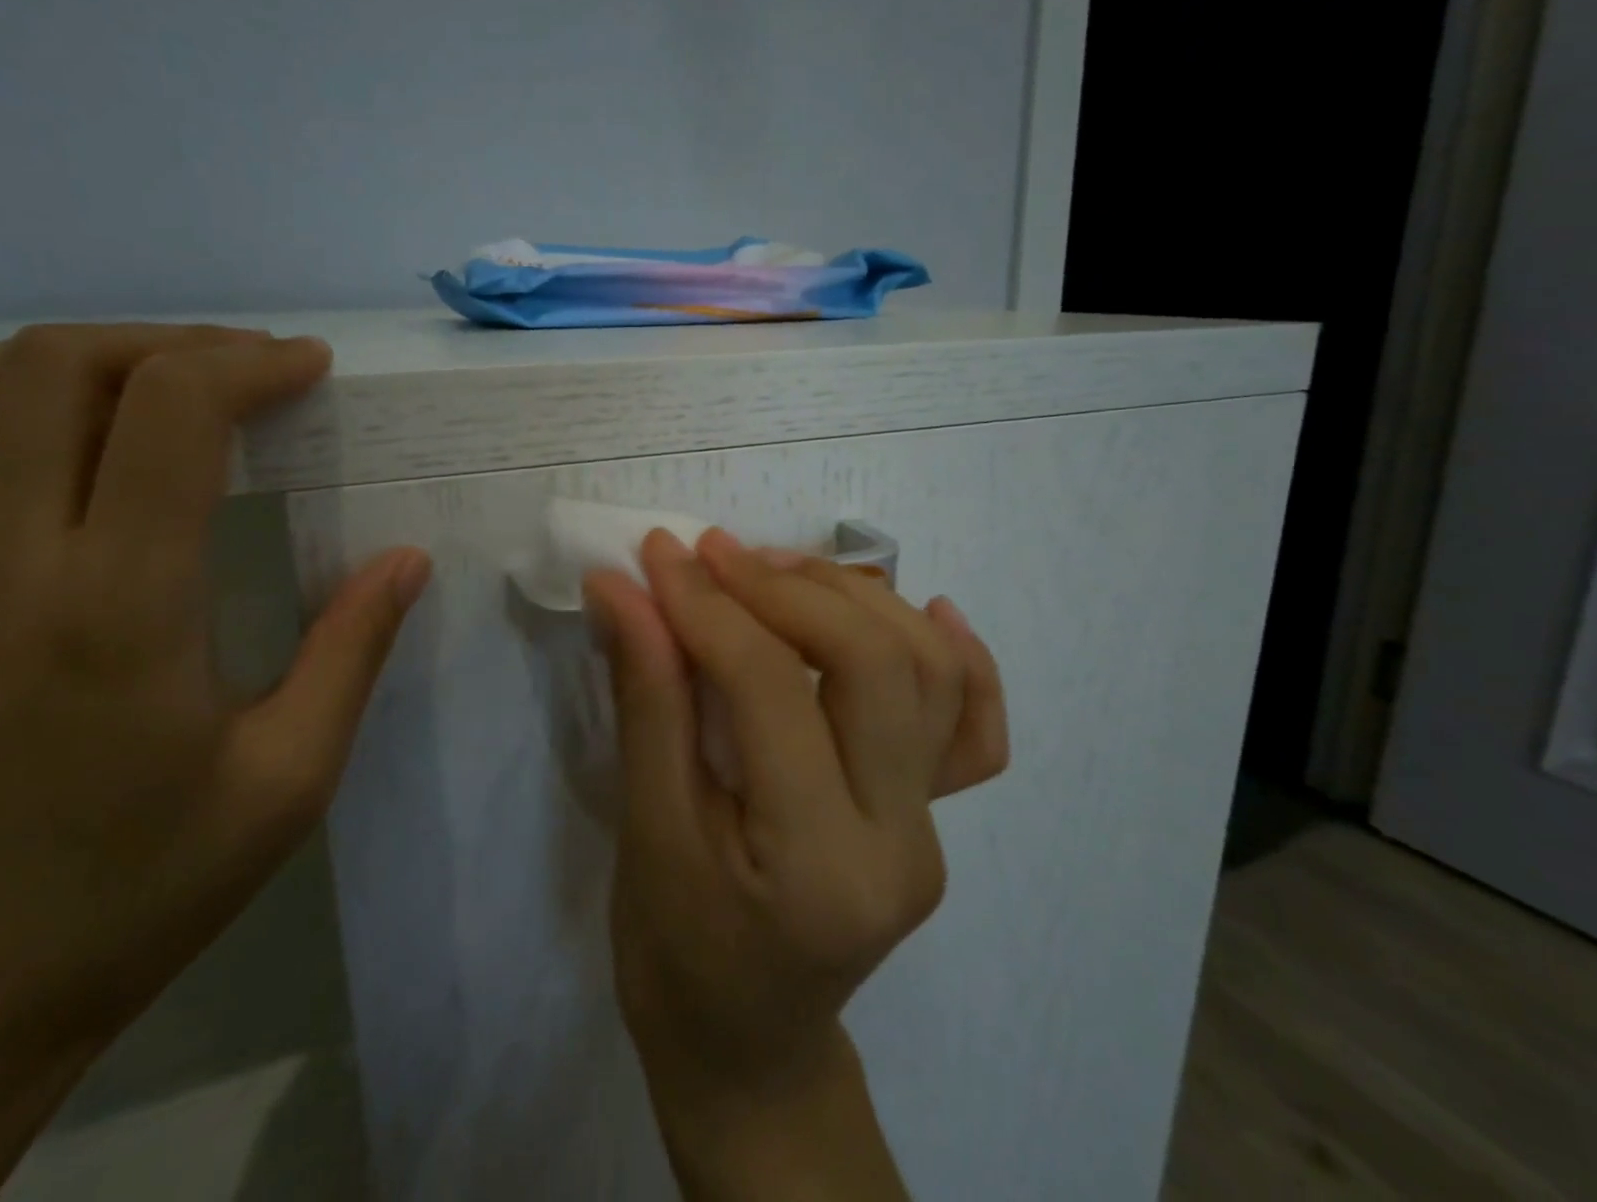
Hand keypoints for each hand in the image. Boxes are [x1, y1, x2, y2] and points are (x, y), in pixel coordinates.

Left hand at [0, 324, 429, 1201]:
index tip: (305, 368)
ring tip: (137, 384)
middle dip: (171, 345)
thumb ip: (352, 653)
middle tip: (239, 372)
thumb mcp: (286, 782)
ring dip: (61, 355)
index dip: (248, 363)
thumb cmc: (133, 890)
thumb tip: (409, 557)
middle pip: (62, 367)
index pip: (172, 412)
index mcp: (118, 606)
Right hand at [584, 527, 1006, 1198]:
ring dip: (852, 597)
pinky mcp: (938, 814)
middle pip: (871, 662)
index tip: (658, 555)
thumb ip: (646, 697)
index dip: (708, 607)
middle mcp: (901, 840)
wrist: (747, 1044)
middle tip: (713, 553)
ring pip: (926, 670)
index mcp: (818, 866)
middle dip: (784, 588)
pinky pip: (972, 722)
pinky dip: (956, 654)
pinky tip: (924, 607)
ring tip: (776, 568)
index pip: (771, 690)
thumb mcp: (645, 827)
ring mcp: (934, 826)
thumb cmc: (675, 952)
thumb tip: (623, 588)